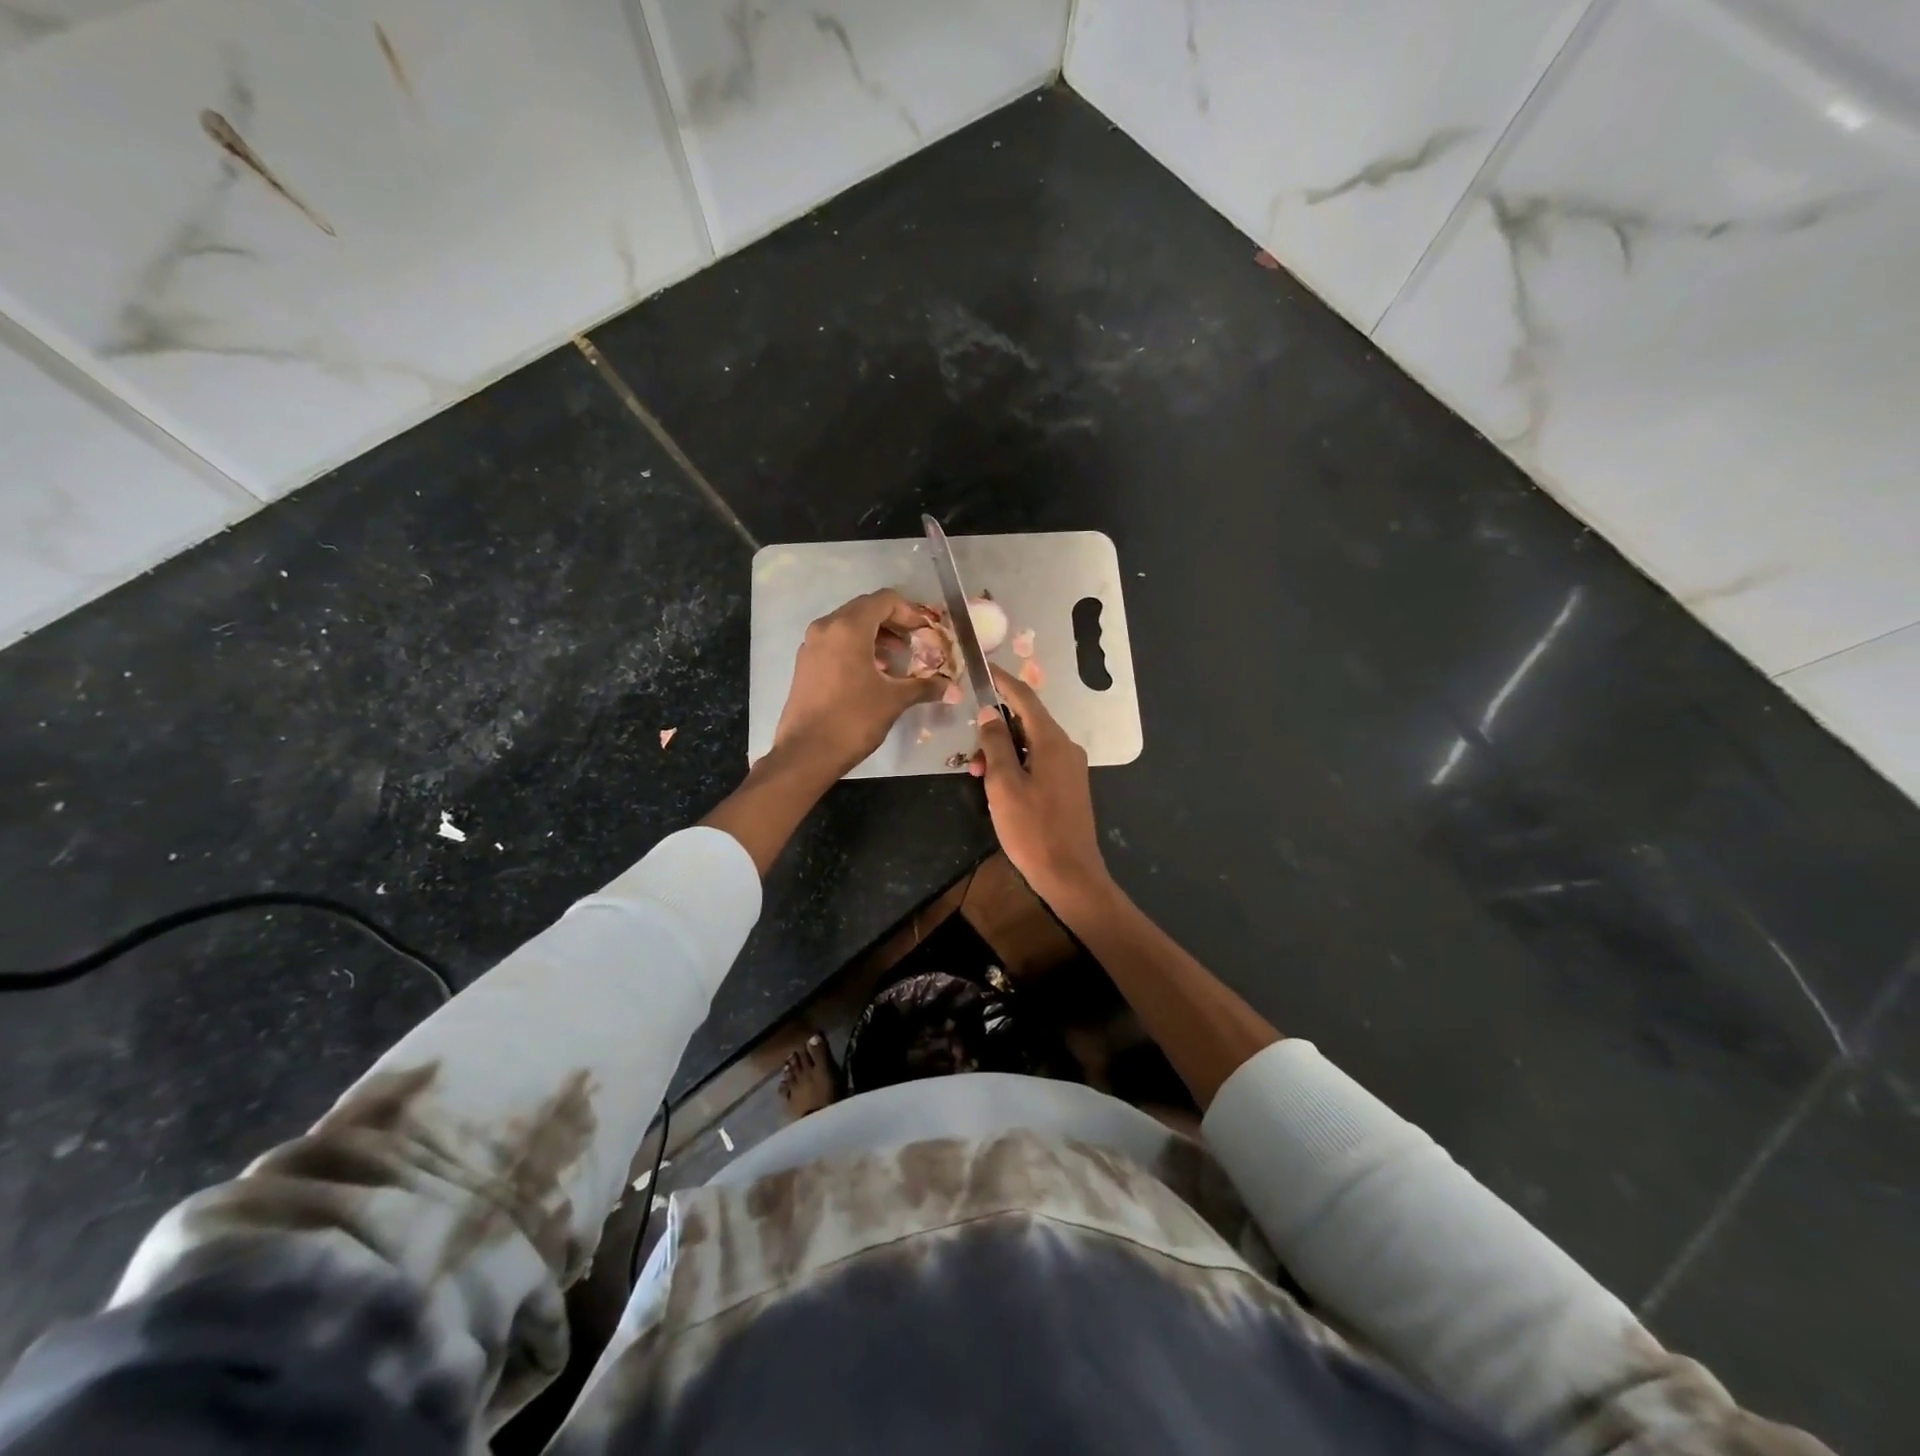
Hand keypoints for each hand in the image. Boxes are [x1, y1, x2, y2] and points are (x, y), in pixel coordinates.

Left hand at [773, 589, 942, 776]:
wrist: (806, 753)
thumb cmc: (853, 719)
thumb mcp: (894, 700)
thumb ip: (925, 687)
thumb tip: (954, 689)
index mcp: (848, 628)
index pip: (884, 601)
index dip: (909, 612)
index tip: (925, 633)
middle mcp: (826, 627)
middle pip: (865, 609)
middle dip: (893, 623)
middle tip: (914, 643)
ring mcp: (811, 645)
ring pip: (848, 626)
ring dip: (875, 636)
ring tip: (895, 660)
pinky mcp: (805, 664)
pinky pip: (835, 643)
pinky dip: (856, 648)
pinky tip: (871, 673)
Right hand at [970, 665, 1110, 905]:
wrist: (1070, 874)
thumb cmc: (1032, 829)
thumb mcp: (1004, 784)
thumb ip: (995, 744)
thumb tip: (989, 713)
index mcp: (1052, 741)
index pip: (1025, 697)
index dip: (1002, 681)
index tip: (981, 668)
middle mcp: (1065, 747)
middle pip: (1026, 721)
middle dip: (995, 729)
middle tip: (970, 753)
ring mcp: (1070, 768)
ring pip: (1030, 744)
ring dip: (1002, 752)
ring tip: (978, 776)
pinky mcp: (1068, 786)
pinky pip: (1038, 762)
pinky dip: (1015, 765)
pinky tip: (998, 787)